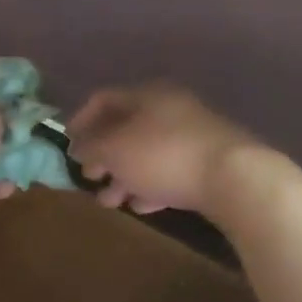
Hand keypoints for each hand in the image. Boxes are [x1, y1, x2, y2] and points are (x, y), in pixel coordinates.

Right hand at [67, 83, 264, 215]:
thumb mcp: (115, 150)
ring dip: (124, 176)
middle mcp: (170, 108)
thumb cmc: (163, 155)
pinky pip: (170, 171)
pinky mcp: (209, 162)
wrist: (234, 178)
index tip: (67, 145)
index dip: (80, 120)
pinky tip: (141, 206)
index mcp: (147, 95)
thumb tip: (78, 148)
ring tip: (110, 202)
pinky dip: (151, 186)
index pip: (104, 99)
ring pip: (147, 153)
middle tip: (89, 177)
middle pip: (126, 128)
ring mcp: (192, 135)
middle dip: (103, 156)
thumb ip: (91, 148)